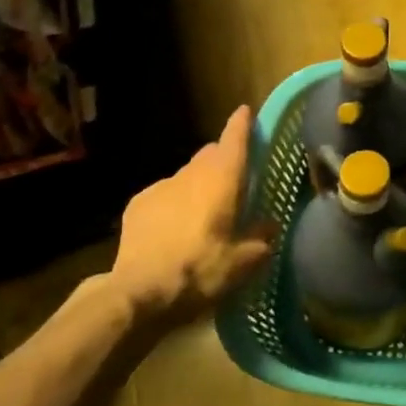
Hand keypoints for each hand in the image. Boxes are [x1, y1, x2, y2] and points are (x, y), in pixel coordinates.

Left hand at [112, 106, 275, 327]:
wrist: (138, 293)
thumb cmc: (201, 270)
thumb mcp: (244, 262)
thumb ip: (261, 239)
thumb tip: (269, 226)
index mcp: (222, 179)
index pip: (234, 139)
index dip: (242, 124)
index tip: (246, 111)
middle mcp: (192, 174)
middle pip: (210, 155)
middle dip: (222, 160)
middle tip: (234, 181)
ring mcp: (161, 187)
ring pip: (186, 176)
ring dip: (197, 185)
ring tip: (203, 212)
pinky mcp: (137, 205)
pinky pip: (164, 194)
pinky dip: (173, 203)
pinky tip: (174, 229)